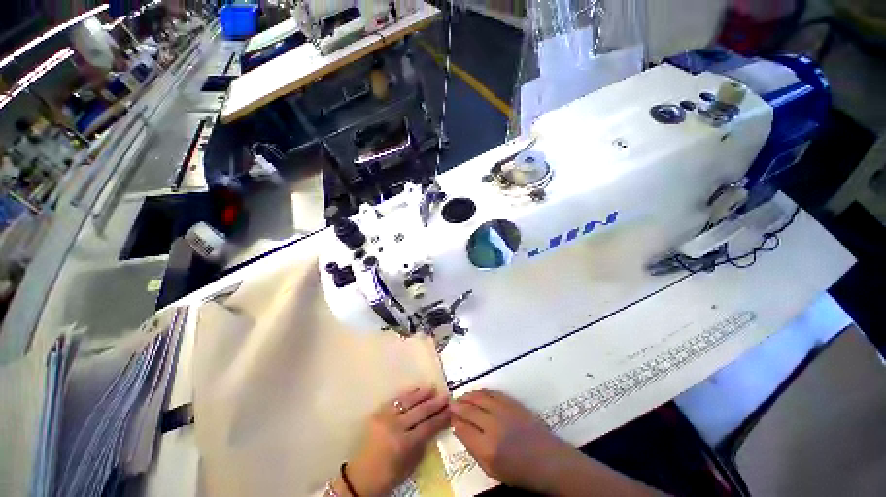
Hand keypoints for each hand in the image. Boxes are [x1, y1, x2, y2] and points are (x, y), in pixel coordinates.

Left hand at [345, 387, 450, 496]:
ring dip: (422, 394)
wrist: (360, 476)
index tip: (451, 410)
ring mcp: (386, 418)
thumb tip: (434, 426)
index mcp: (404, 444)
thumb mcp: (410, 465)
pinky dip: (408, 394)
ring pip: (408, 402)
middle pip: (420, 412)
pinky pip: (396, 400)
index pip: (428, 427)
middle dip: (435, 403)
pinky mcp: (378, 413)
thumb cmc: (388, 476)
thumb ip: (422, 444)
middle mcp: (396, 427)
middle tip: (446, 396)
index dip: (441, 418)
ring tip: (433, 389)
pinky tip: (416, 390)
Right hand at [451, 389, 579, 493]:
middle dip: (458, 406)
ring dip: (468, 396)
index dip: (454, 421)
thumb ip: (473, 449)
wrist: (547, 460)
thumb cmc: (519, 471)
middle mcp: (493, 426)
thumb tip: (459, 429)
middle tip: (451, 403)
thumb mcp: (492, 470)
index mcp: (487, 448)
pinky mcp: (513, 403)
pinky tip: (477, 393)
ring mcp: (504, 411)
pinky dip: (482, 392)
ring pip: (479, 398)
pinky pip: (493, 393)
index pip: (462, 428)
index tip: (450, 417)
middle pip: (469, 410)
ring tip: (461, 397)